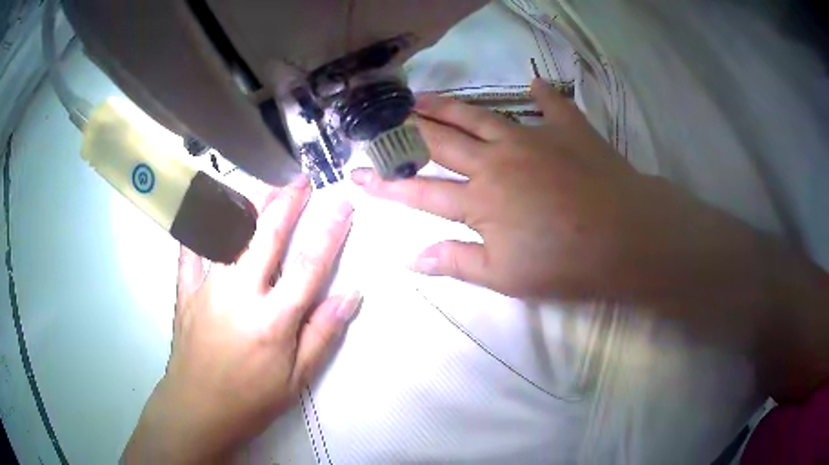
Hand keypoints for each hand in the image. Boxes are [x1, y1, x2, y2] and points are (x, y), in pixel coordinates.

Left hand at [123, 176, 359, 463]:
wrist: (199, 408)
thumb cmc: (252, 399)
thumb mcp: (297, 378)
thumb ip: (322, 334)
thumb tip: (350, 296)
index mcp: (273, 319)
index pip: (309, 265)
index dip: (330, 230)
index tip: (343, 203)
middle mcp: (240, 293)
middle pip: (266, 236)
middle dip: (287, 202)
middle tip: (301, 180)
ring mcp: (208, 287)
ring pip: (228, 233)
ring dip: (249, 203)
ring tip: (264, 184)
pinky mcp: (185, 289)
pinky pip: (190, 249)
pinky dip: (198, 224)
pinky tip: (205, 206)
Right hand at [352, 80, 828, 401]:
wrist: (628, 238)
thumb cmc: (566, 264)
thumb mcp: (505, 275)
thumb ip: (456, 261)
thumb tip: (409, 257)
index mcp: (481, 199)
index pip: (418, 190)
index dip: (383, 184)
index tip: (354, 174)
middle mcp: (498, 159)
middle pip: (442, 139)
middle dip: (406, 129)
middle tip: (381, 117)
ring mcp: (534, 138)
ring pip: (480, 115)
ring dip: (448, 105)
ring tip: (422, 94)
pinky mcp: (569, 130)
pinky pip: (551, 105)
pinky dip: (541, 95)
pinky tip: (532, 84)